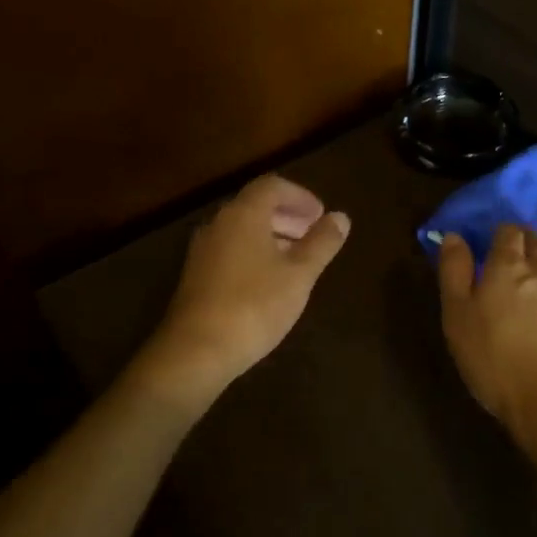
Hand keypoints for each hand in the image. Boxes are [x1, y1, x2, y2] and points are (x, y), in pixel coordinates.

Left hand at [138, 176, 350, 409]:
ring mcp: (203, 250)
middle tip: (313, 234)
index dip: (300, 196)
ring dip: (271, 235)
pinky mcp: (196, 275)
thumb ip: (322, 243)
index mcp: (243, 214)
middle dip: (287, 215)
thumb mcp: (299, 274)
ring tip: (296, 258)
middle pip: (256, 205)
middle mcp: (219, 223)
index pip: (272, 186)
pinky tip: (269, 280)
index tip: (320, 215)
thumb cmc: (255, 305)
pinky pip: (230, 249)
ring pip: (242, 229)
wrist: (196, 351)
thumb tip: (341, 217)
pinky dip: (254, 252)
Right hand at [438, 226, 536, 451]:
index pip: (507, 231)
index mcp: (508, 265)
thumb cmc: (495, 359)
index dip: (498, 233)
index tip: (489, 245)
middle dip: (524, 240)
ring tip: (536, 270)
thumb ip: (454, 271)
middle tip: (511, 255)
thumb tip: (453, 236)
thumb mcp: (457, 317)